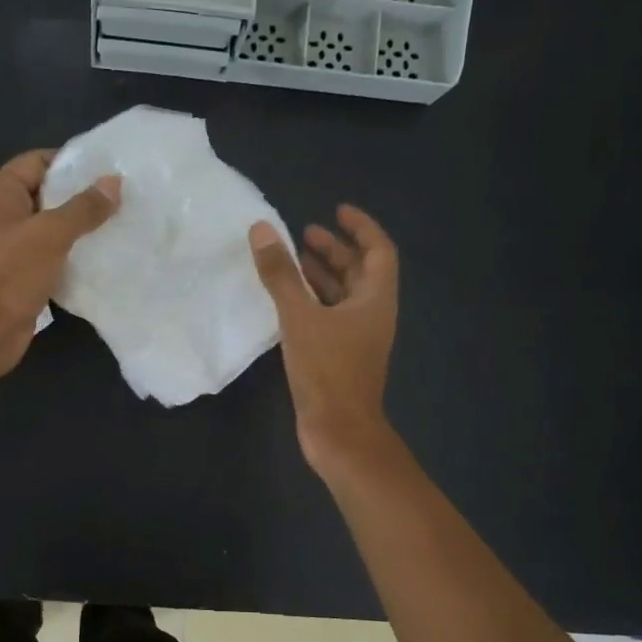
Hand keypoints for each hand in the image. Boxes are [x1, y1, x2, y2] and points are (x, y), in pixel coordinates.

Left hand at [0, 150, 120, 378]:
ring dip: (78, 227)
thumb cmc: (10, 273)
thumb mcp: (51, 234)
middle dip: (80, 195)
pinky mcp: (17, 272)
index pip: (38, 161)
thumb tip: (114, 182)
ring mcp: (6, 245)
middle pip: (45, 192)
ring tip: (117, 224)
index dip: (72, 162)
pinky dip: (70, 253)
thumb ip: (84, 207)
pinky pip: (48, 253)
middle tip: (121, 198)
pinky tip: (99, 255)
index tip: (109, 170)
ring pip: (48, 226)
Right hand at [249, 205, 399, 473]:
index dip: (360, 227)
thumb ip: (281, 274)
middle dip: (335, 250)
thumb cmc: (327, 370)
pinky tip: (286, 300)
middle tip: (304, 234)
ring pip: (342, 296)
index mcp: (375, 299)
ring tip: (292, 260)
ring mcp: (357, 338)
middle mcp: (372, 314)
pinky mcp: (340, 356)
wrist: (339, 431)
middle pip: (360, 272)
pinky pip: (329, 317)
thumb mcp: (300, 317)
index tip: (336, 211)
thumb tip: (263, 229)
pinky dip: (311, 302)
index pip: (378, 251)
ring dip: (321, 275)